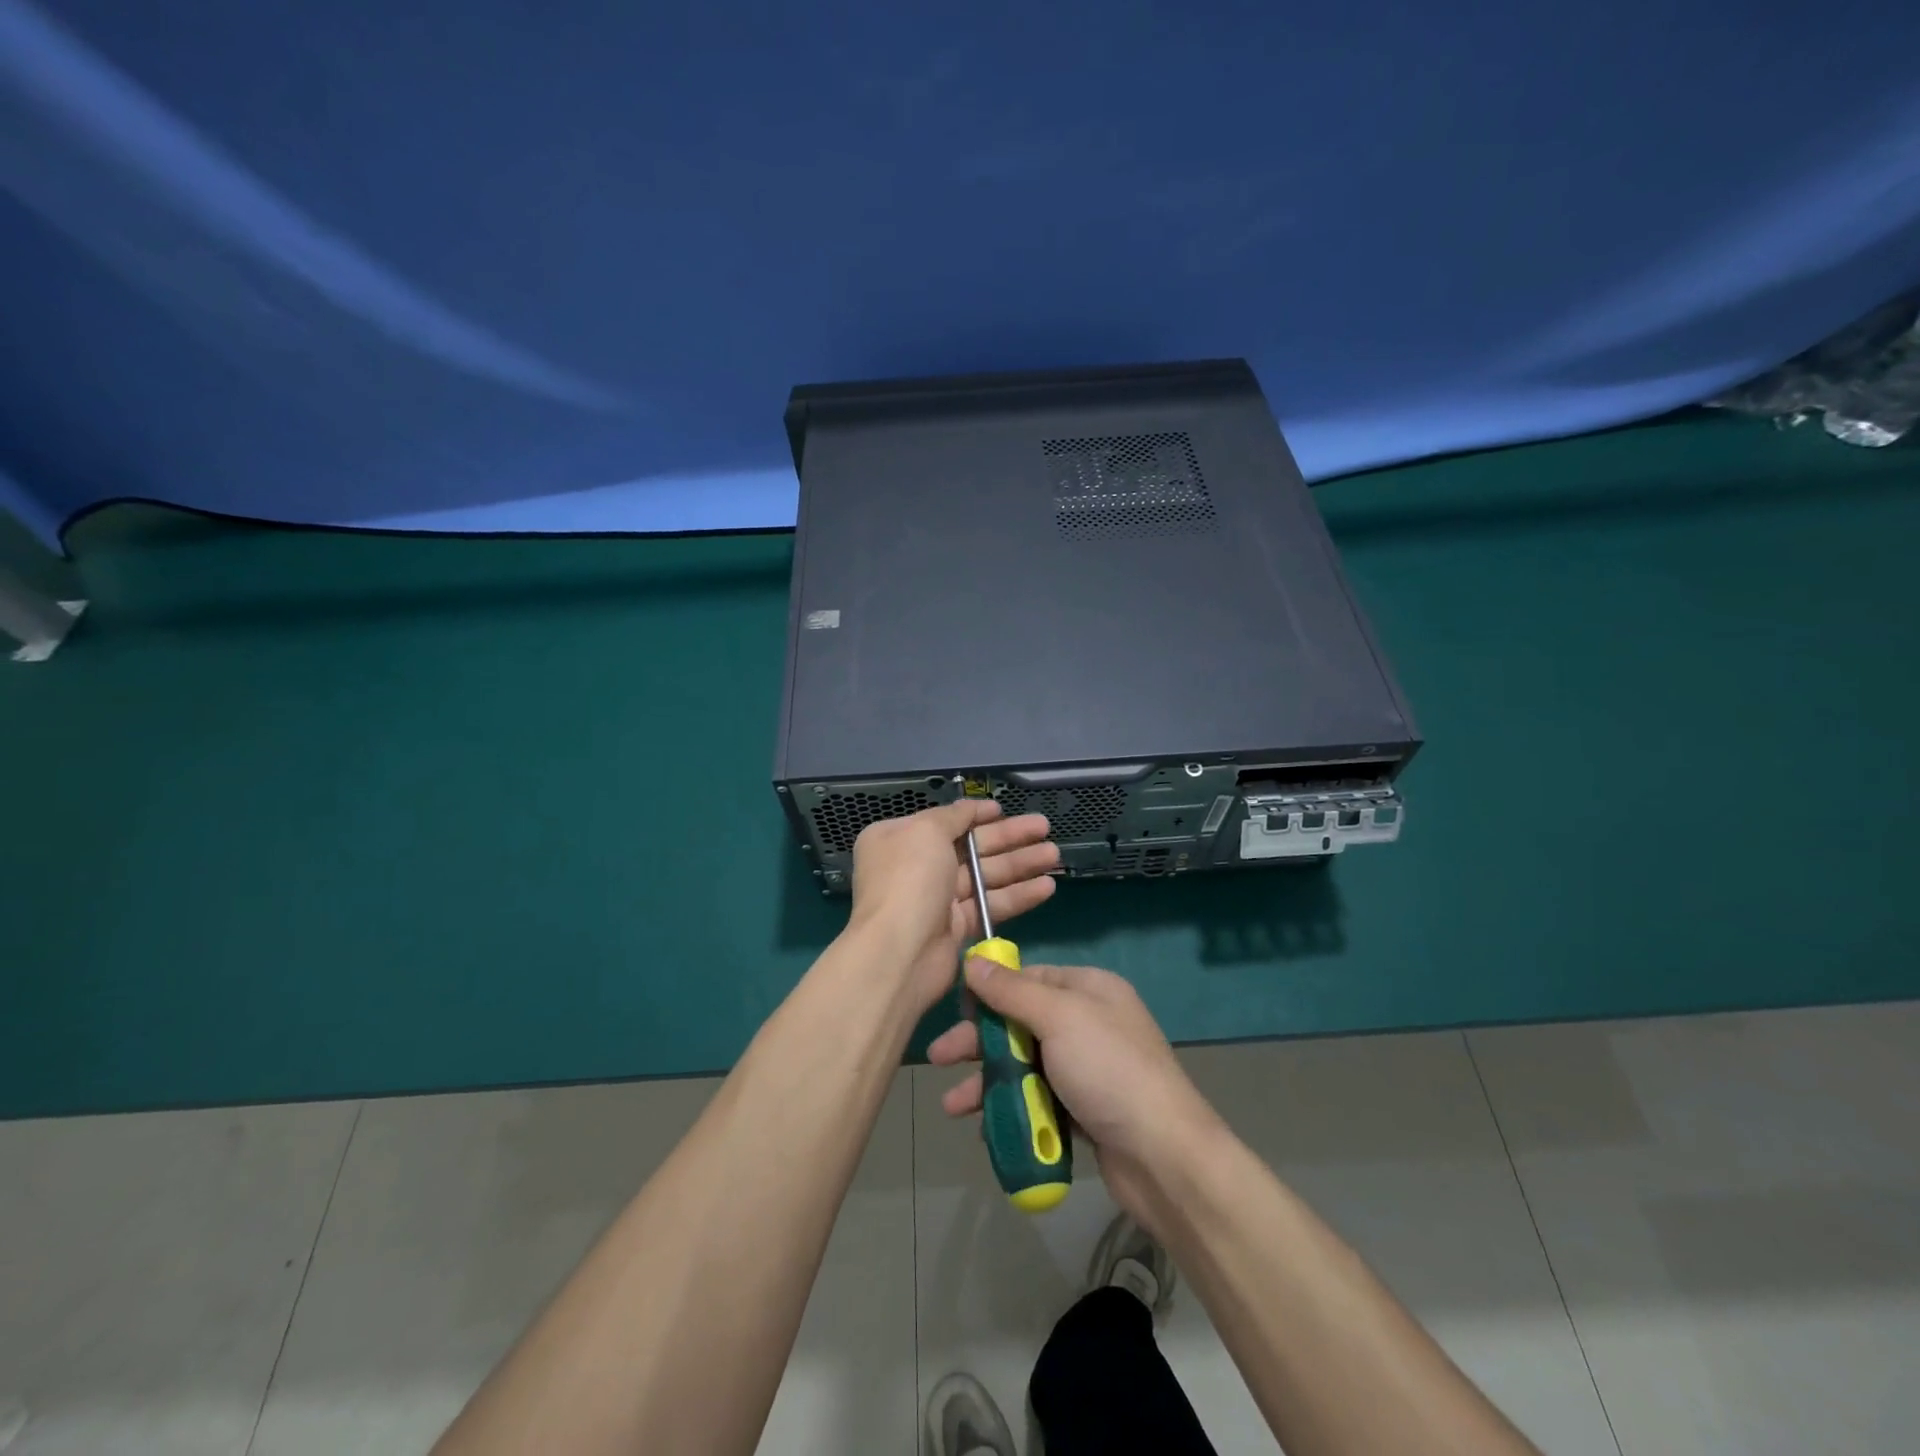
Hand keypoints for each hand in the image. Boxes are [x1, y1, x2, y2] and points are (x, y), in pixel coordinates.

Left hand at [848, 799, 1058, 1015]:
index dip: (976, 815)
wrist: (898, 952)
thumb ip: (953, 816)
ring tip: (1054, 855)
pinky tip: (1047, 886)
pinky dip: (1017, 895)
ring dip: (1020, 864)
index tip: (1005, 810)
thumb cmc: (908, 879)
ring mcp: (937, 898)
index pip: (945, 821)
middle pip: (971, 847)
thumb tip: (970, 809)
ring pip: (985, 875)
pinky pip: (990, 904)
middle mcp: (916, 866)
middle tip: (1044, 827)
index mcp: (900, 838)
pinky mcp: (956, 927)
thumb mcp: (926, 831)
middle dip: (1008, 837)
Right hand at [928, 959, 1221, 1231]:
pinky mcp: (1084, 1110)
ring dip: (988, 1082)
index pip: (1029, 978)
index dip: (990, 992)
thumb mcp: (1059, 1017)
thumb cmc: (1109, 1070)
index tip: (957, 1010)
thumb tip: (973, 962)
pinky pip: (1037, 1100)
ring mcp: (1087, 1068)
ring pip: (1024, 1065)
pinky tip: (985, 1128)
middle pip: (1020, 1023)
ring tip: (953, 1107)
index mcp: (1089, 989)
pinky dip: (1012, 1109)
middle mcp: (1088, 1022)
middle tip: (938, 1059)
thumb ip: (1012, 991)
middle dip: (979, 1042)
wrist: (1163, 1157)